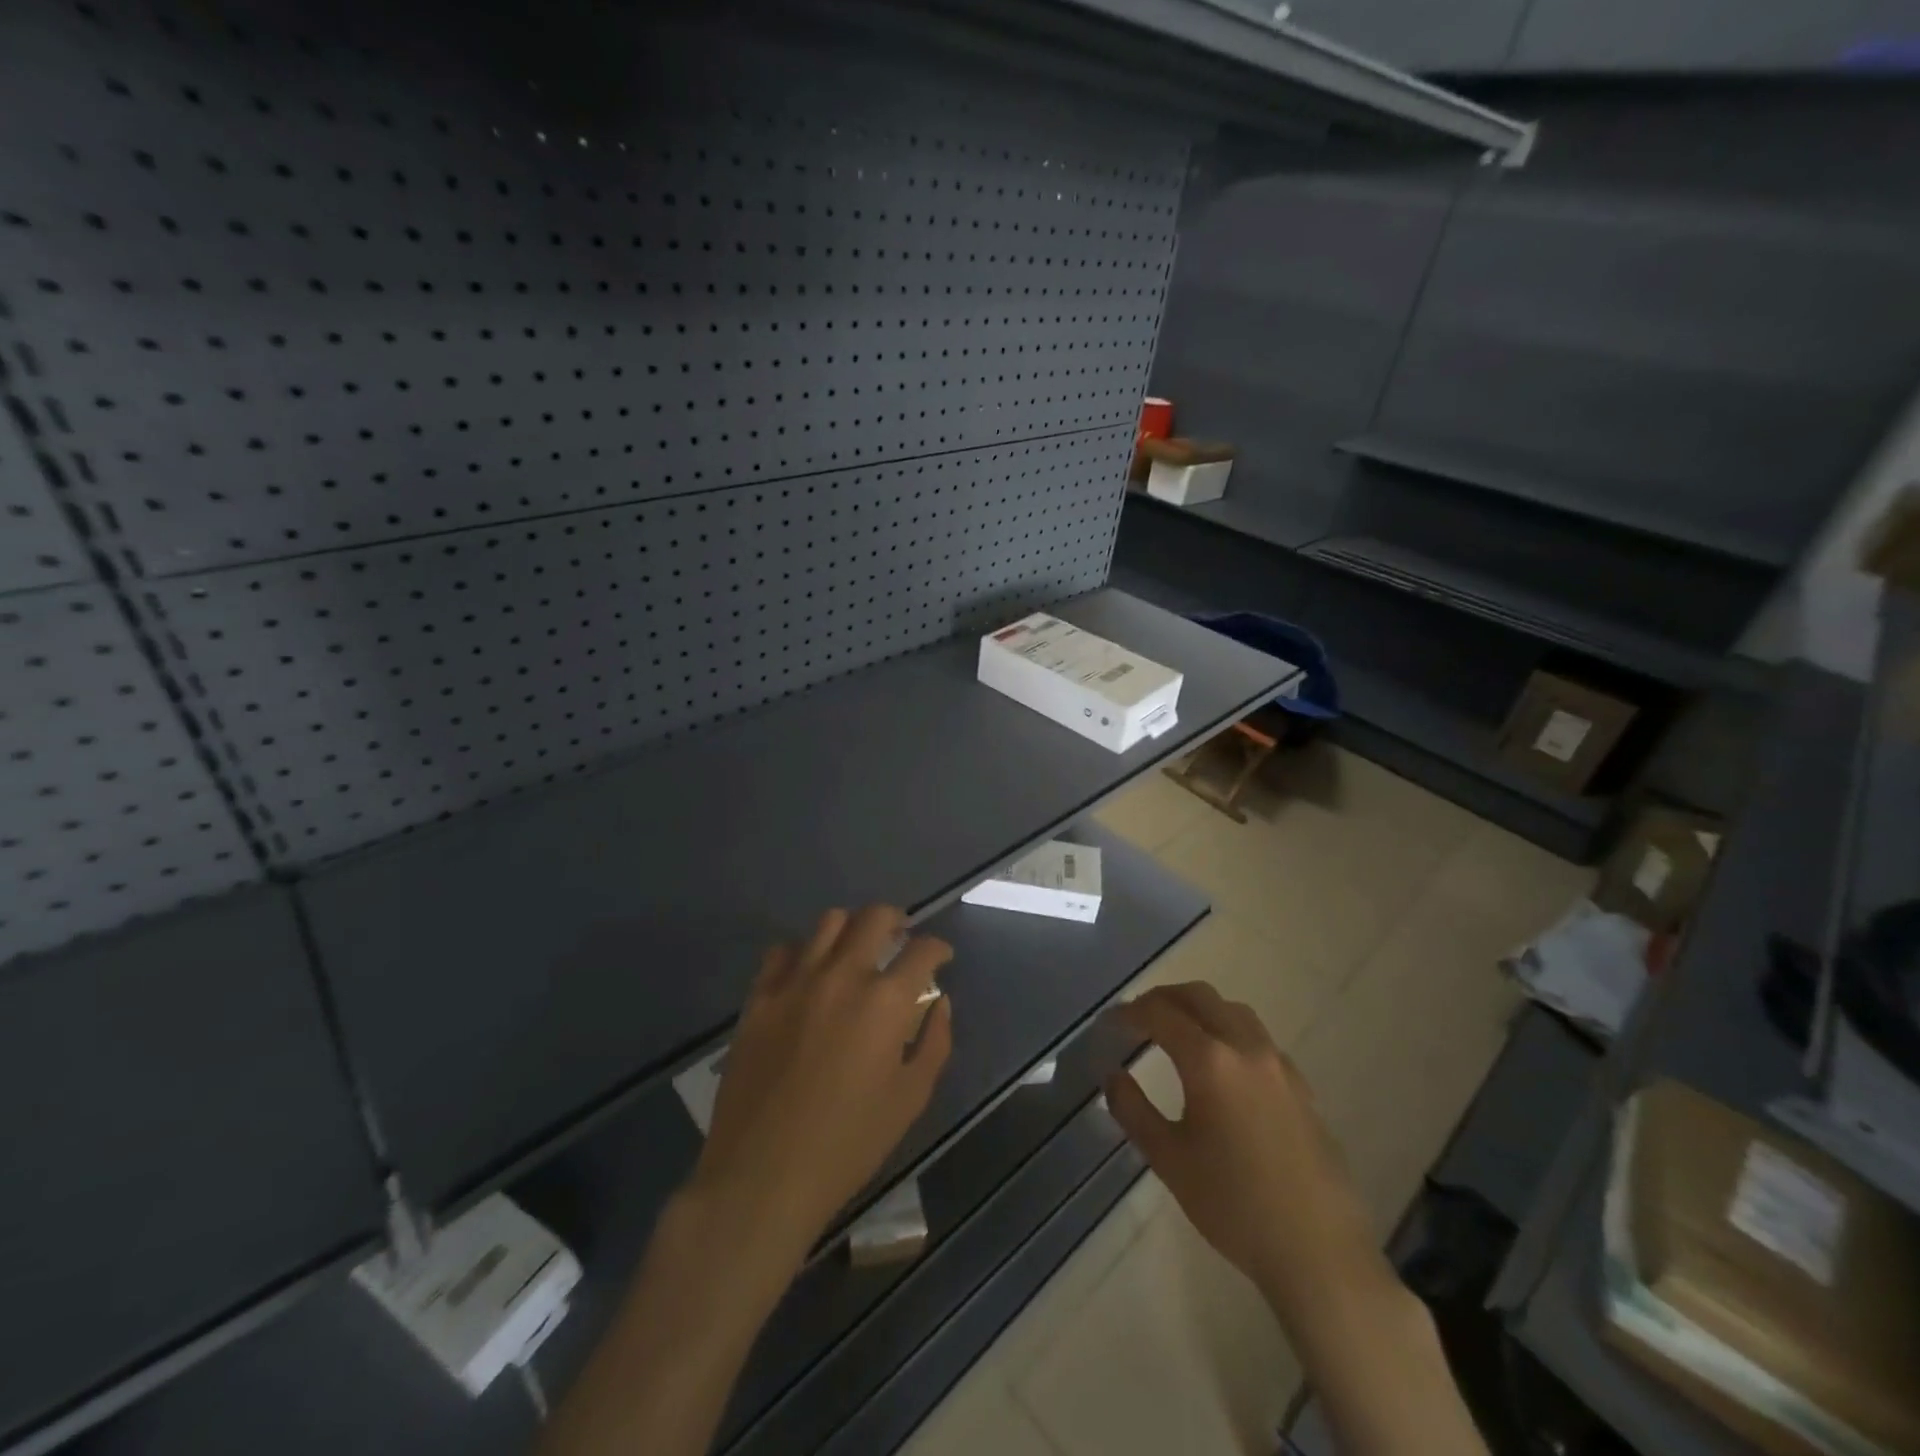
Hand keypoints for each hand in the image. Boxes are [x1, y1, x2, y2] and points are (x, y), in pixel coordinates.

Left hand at [689, 906, 953, 1265]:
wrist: (763, 1176)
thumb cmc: (848, 1144)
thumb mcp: (910, 1099)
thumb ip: (934, 1042)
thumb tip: (940, 1003)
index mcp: (885, 1002)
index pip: (922, 950)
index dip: (938, 949)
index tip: (941, 957)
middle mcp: (842, 976)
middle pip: (874, 918)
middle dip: (897, 920)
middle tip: (901, 937)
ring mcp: (795, 982)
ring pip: (828, 923)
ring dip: (851, 928)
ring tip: (856, 948)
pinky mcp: (759, 997)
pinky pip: (783, 952)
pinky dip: (803, 952)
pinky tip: (808, 972)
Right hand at [1104, 982, 1374, 1312]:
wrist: (1318, 1251)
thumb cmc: (1234, 1206)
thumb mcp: (1169, 1160)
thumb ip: (1134, 1110)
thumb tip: (1113, 1076)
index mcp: (1210, 1061)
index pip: (1161, 1014)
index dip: (1130, 1012)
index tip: (1110, 1022)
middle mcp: (1245, 1048)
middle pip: (1200, 996)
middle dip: (1164, 998)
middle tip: (1138, 1017)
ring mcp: (1278, 1064)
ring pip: (1233, 1010)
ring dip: (1199, 1009)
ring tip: (1177, 1032)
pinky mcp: (1300, 1085)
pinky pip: (1257, 1037)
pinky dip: (1229, 1031)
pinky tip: (1222, 1067)